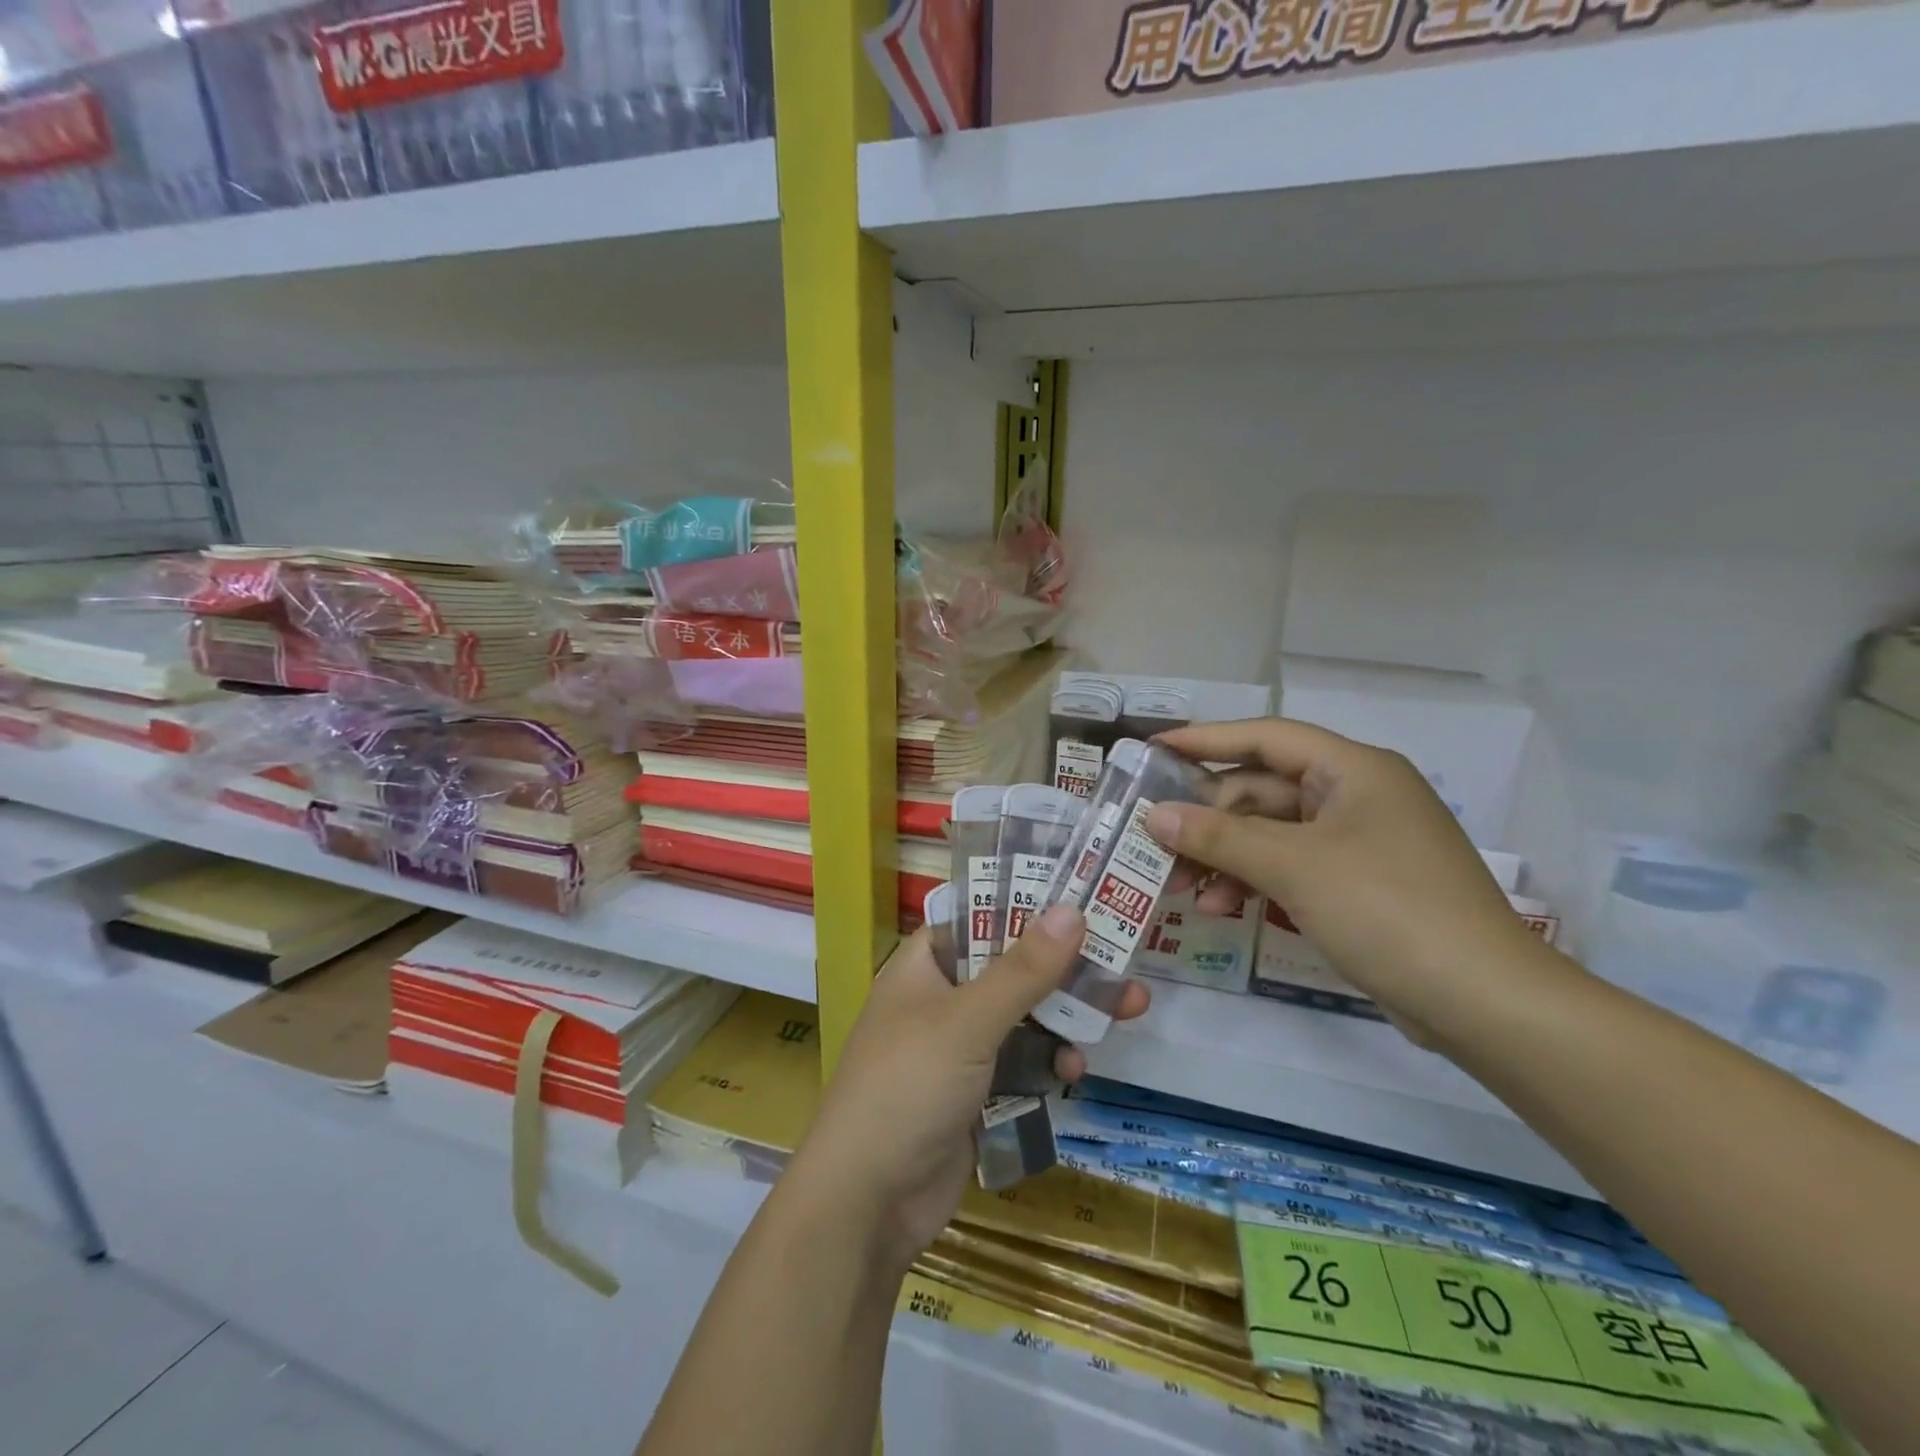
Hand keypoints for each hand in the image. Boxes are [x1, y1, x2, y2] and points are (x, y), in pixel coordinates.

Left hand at [788, 906, 1149, 1274]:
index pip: (977, 916)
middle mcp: (941, 1000)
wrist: (868, 1204)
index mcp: (924, 966)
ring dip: (1067, 1015)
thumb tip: (1071, 910)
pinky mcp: (976, 1093)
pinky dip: (1049, 1061)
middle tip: (1123, 957)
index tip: (1079, 895)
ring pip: (1024, 1017)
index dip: (1024, 903)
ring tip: (1126, 1009)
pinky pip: (1023, 1062)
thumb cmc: (908, 1088)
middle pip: (1011, 967)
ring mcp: (958, 1049)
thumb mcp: (968, 1021)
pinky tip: (1073, 1070)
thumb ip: (1023, 969)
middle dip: (1065, 967)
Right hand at [1147, 718, 1555, 1045]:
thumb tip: (1156, 816)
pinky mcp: (1356, 884)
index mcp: (1353, 770)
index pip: (1267, 737)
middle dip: (1208, 818)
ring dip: (1225, 856)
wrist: (1483, 1001)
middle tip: (1158, 842)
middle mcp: (1355, 796)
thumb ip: (1219, 836)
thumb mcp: (1294, 866)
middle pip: (1262, 790)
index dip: (1207, 739)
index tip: (1155, 749)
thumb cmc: (1387, 909)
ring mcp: (1357, 842)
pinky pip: (1289, 866)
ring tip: (1181, 886)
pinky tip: (1220, 907)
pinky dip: (1253, 882)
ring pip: (1271, 833)